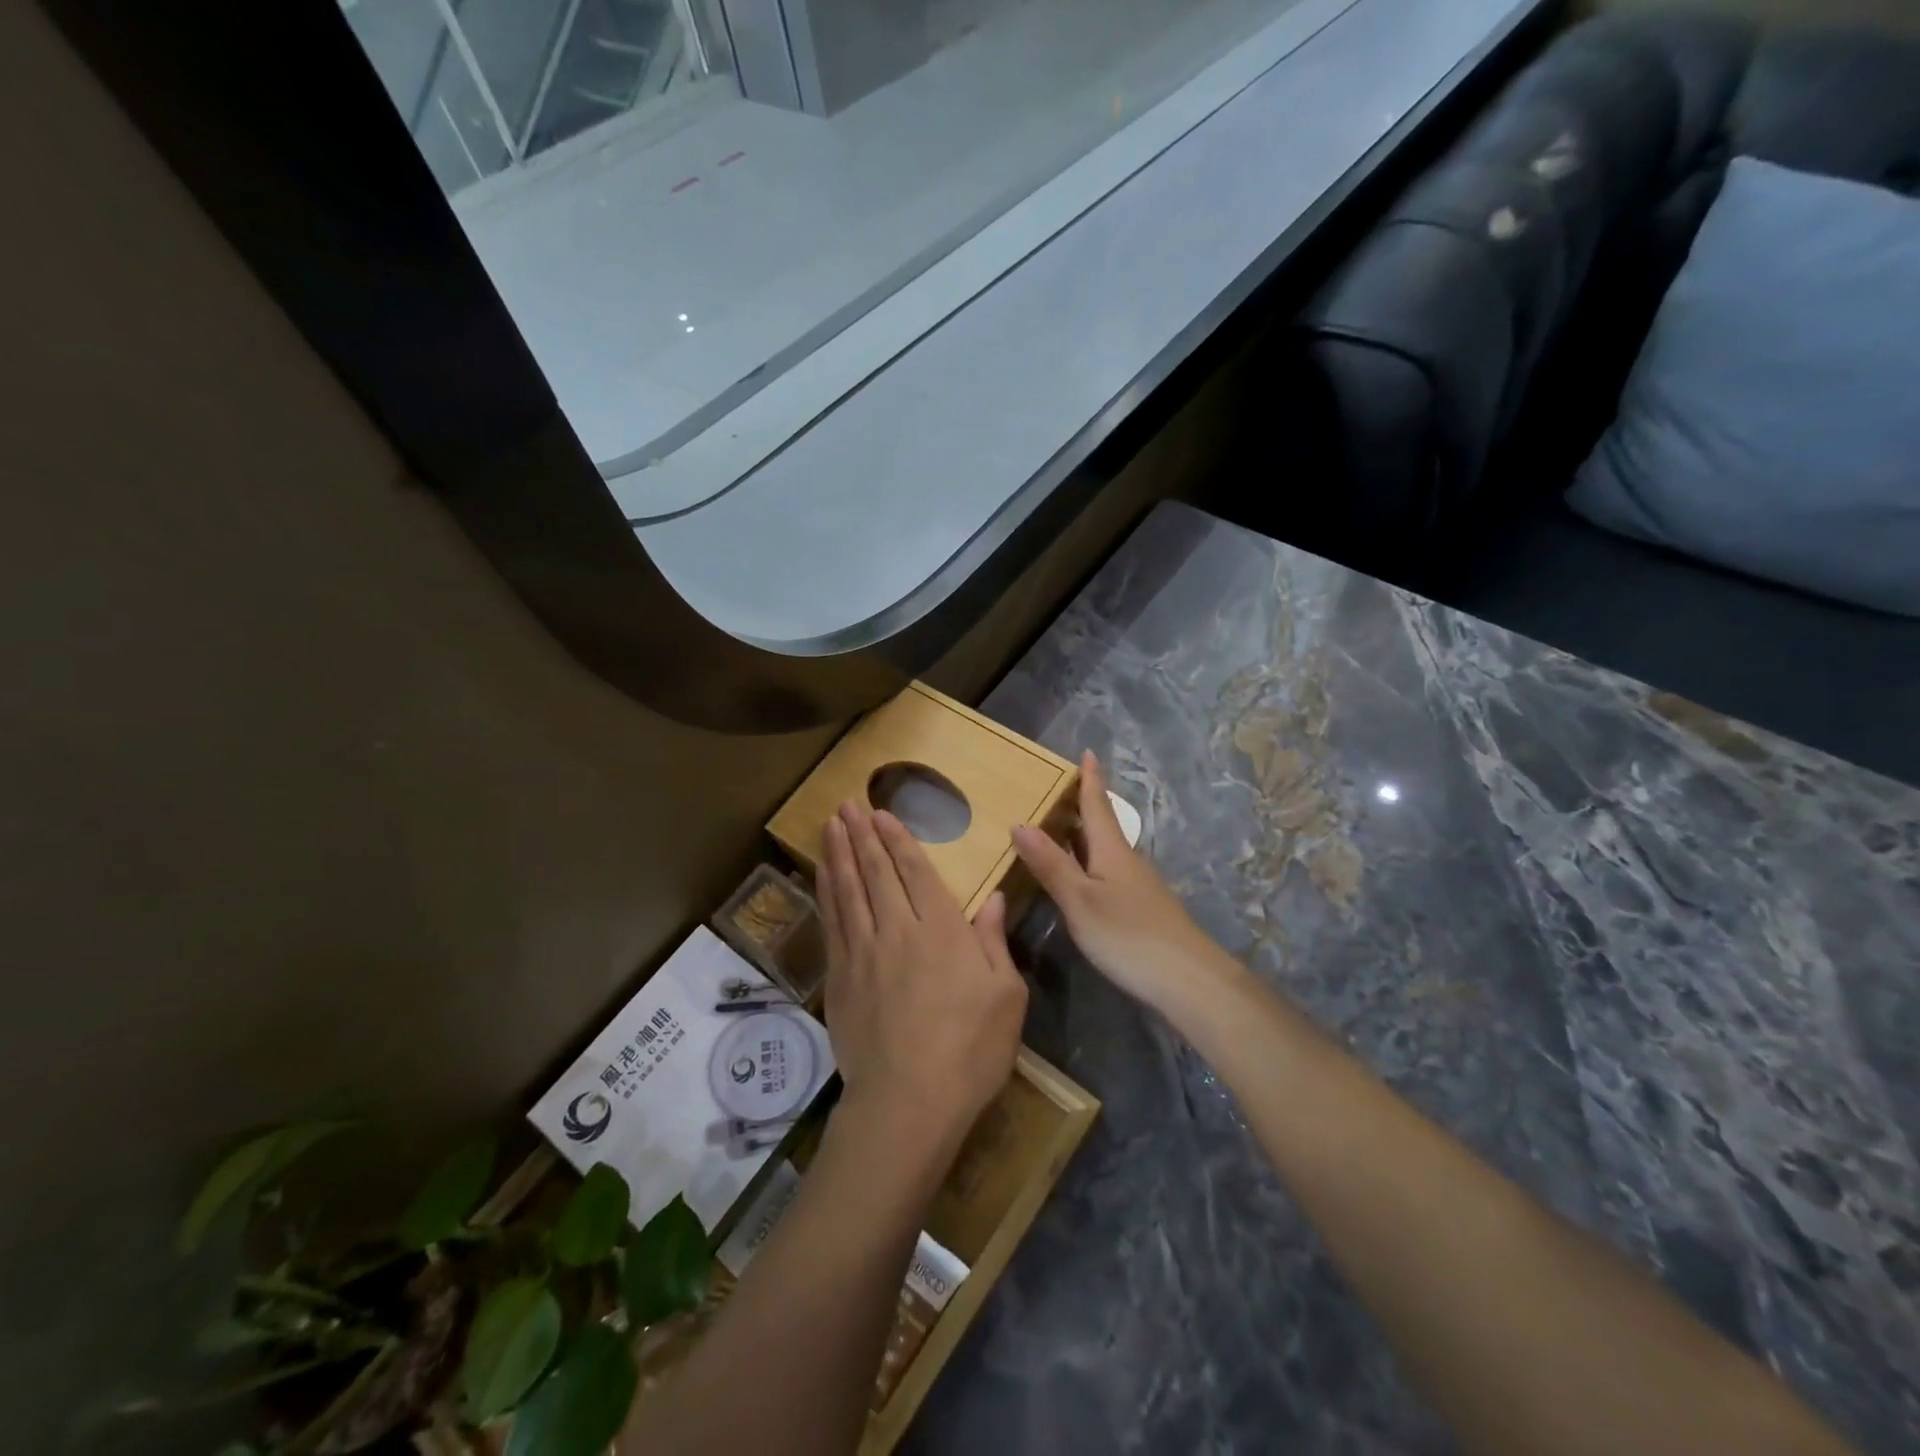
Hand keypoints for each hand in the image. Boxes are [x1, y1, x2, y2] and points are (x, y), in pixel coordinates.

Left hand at [817, 803, 1027, 1155]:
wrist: (908, 1103)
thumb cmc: (970, 1051)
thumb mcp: (1006, 997)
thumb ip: (994, 942)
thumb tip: (992, 898)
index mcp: (943, 931)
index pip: (916, 872)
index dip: (898, 840)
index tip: (882, 814)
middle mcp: (899, 930)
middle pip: (876, 873)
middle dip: (863, 835)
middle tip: (848, 804)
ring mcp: (864, 953)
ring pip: (848, 890)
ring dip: (839, 854)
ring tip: (831, 824)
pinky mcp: (840, 978)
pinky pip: (832, 923)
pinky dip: (826, 893)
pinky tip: (822, 876)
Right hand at [1012, 752, 1245, 1017]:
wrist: (1188, 981)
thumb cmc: (1129, 936)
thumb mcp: (1081, 901)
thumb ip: (1051, 865)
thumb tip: (1020, 823)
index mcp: (1112, 850)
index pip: (1097, 804)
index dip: (1090, 778)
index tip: (1087, 751)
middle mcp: (1126, 860)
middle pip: (1100, 824)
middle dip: (1080, 805)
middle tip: (1052, 790)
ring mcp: (1136, 886)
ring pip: (1103, 850)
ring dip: (1080, 836)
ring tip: (1054, 828)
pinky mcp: (1139, 909)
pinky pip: (1106, 872)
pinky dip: (1086, 863)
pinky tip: (1076, 877)